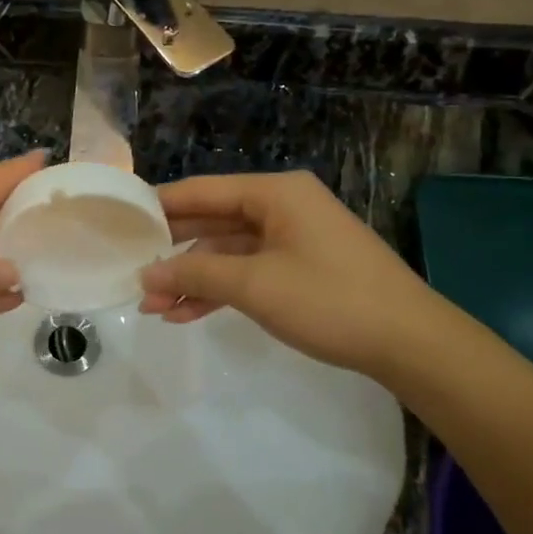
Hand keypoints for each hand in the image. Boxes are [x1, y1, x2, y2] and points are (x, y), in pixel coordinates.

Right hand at [139, 170, 440, 378]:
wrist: (410, 342)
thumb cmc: (329, 300)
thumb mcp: (254, 285)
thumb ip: (195, 274)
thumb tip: (146, 274)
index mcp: (275, 193)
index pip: (202, 191)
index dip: (159, 206)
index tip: (121, 223)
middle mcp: (282, 207)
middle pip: (213, 221)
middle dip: (173, 253)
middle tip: (132, 274)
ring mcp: (293, 239)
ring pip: (228, 252)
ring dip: (193, 279)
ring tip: (153, 308)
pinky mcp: (301, 268)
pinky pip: (249, 271)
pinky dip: (220, 290)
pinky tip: (187, 314)